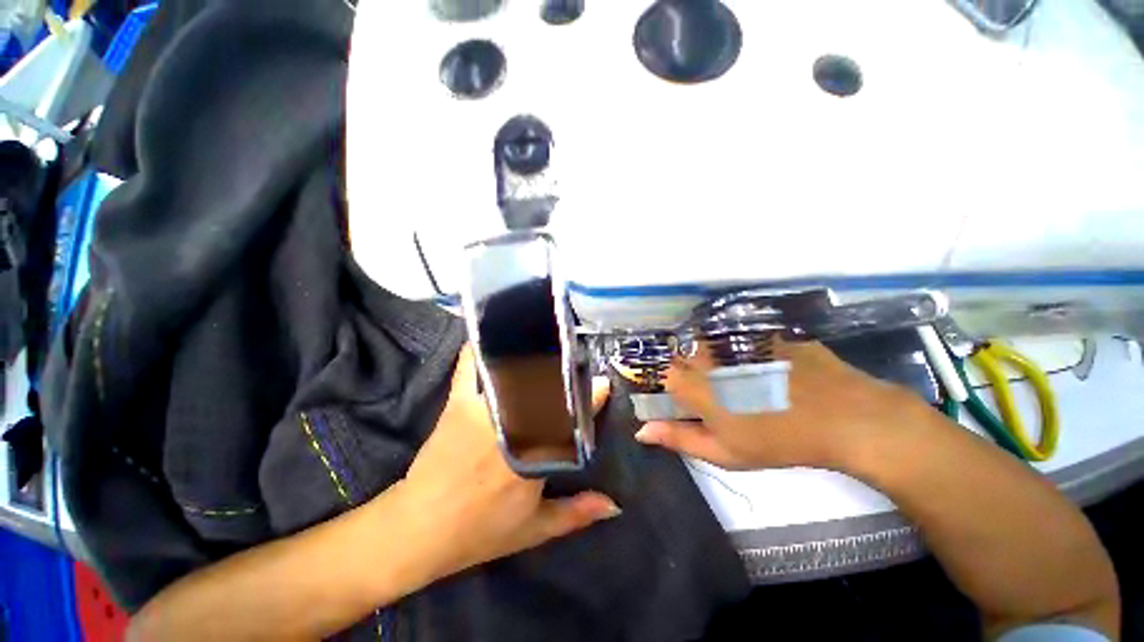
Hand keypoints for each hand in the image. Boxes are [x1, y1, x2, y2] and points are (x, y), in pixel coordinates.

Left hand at [397, 345, 618, 580]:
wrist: (419, 530)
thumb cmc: (479, 531)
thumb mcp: (533, 530)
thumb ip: (576, 514)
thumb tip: (615, 506)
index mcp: (535, 458)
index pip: (571, 419)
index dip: (591, 398)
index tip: (604, 383)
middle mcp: (513, 427)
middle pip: (546, 389)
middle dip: (565, 372)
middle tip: (576, 361)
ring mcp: (484, 411)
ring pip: (515, 375)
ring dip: (532, 358)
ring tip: (546, 344)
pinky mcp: (459, 404)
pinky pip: (469, 369)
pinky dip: (478, 351)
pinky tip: (489, 337)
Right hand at [635, 340, 921, 470]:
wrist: (845, 418)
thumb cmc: (778, 441)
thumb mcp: (724, 452)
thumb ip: (679, 438)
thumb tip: (641, 432)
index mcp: (696, 383)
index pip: (663, 371)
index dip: (668, 382)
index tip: (680, 396)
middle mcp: (709, 355)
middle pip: (684, 352)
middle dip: (690, 368)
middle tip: (712, 389)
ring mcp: (737, 340)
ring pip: (709, 341)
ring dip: (714, 356)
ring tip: (737, 377)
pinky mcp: (762, 332)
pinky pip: (739, 335)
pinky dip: (742, 348)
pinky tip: (763, 364)